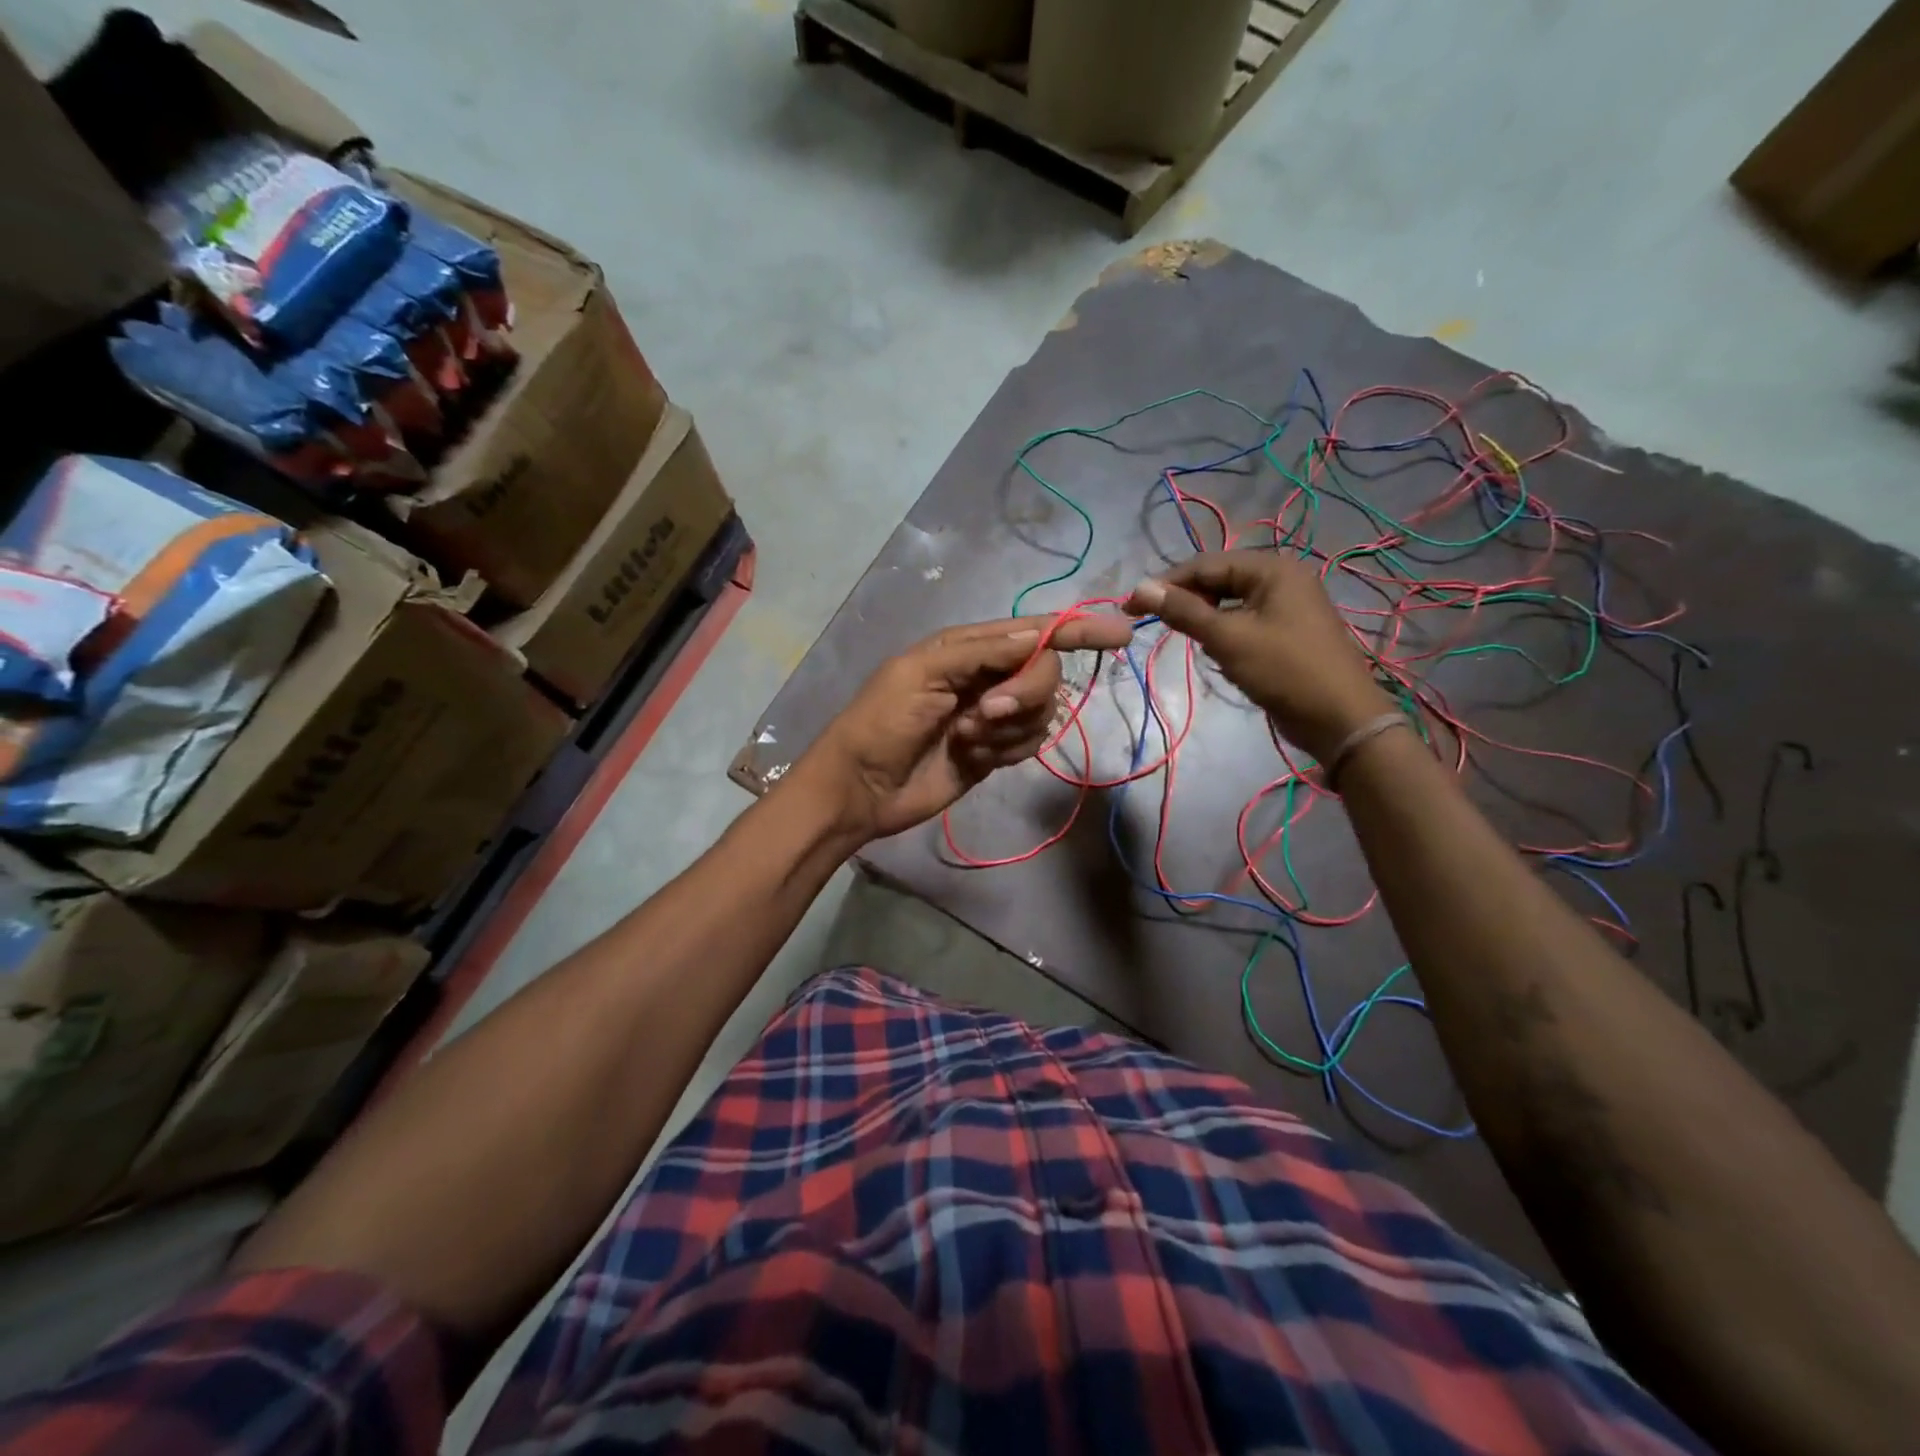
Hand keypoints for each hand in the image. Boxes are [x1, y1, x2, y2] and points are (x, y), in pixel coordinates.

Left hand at [802, 612, 1134, 841]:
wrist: (863, 788)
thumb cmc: (882, 722)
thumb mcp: (923, 674)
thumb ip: (984, 652)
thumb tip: (1041, 633)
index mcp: (968, 648)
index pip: (1034, 632)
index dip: (1077, 631)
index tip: (1119, 634)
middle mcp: (987, 676)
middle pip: (1044, 673)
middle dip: (1023, 694)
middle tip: (984, 715)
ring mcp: (992, 716)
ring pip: (1040, 712)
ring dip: (1006, 729)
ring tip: (963, 739)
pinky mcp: (995, 751)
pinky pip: (1029, 743)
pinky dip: (1006, 751)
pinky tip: (972, 757)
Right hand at [1126, 551, 1396, 763]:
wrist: (1340, 719)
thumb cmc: (1284, 671)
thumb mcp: (1228, 639)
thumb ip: (1183, 611)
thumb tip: (1140, 587)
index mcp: (1272, 569)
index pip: (1206, 564)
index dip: (1165, 584)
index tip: (1130, 607)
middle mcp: (1282, 579)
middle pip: (1218, 580)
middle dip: (1186, 601)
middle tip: (1154, 624)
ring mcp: (1287, 606)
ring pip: (1230, 603)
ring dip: (1204, 619)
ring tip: (1186, 640)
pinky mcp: (1287, 632)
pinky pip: (1244, 622)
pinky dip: (1224, 634)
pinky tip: (1216, 654)